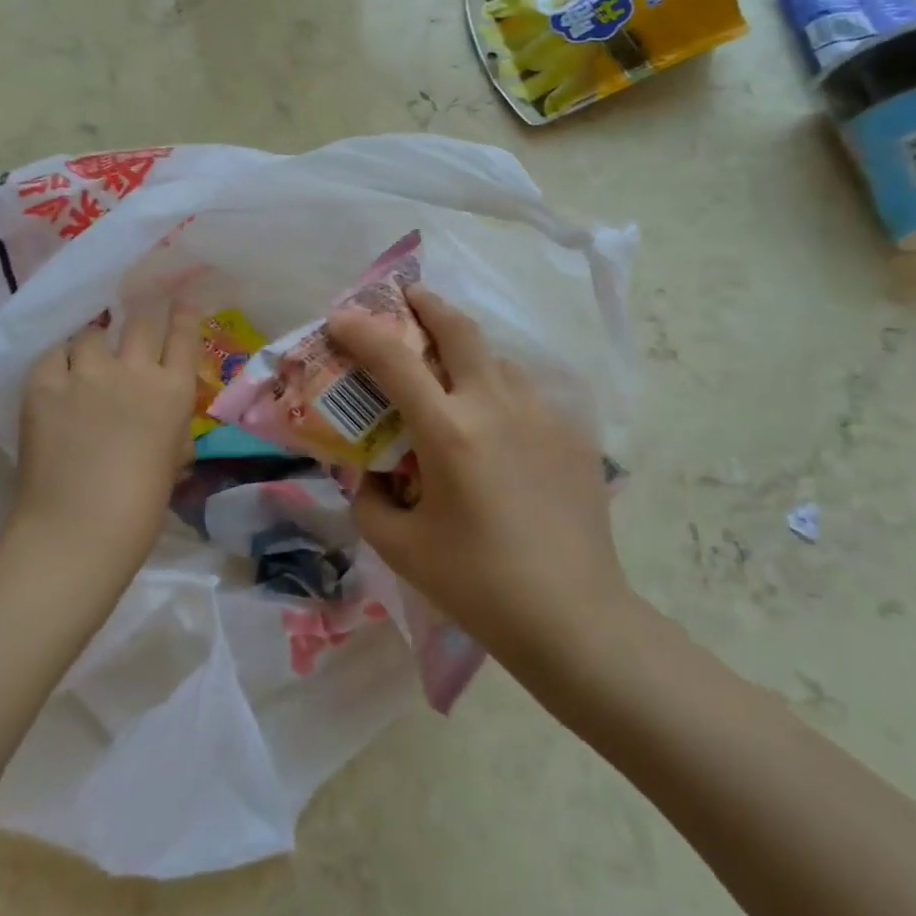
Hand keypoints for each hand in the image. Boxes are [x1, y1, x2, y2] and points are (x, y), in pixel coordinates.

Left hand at [10, 301, 200, 573]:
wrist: (79, 530)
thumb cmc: (140, 508)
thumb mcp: (173, 460)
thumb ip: (171, 427)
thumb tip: (163, 415)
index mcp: (173, 392)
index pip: (184, 336)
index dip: (184, 314)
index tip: (181, 300)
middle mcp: (134, 371)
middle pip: (141, 321)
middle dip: (140, 317)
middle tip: (134, 322)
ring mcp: (87, 374)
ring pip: (92, 334)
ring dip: (94, 344)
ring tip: (87, 360)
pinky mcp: (45, 384)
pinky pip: (52, 354)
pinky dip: (58, 362)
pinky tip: (57, 377)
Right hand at [327, 285, 631, 668]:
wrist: (574, 618)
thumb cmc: (478, 585)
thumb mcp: (401, 547)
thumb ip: (369, 501)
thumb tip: (367, 474)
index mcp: (449, 432)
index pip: (395, 360)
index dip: (362, 331)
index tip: (341, 317)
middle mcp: (497, 406)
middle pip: (461, 329)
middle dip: (428, 304)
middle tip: (409, 298)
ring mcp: (542, 415)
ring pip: (498, 360)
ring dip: (468, 353)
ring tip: (452, 374)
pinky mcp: (572, 433)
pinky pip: (527, 395)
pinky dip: (500, 394)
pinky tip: (498, 430)